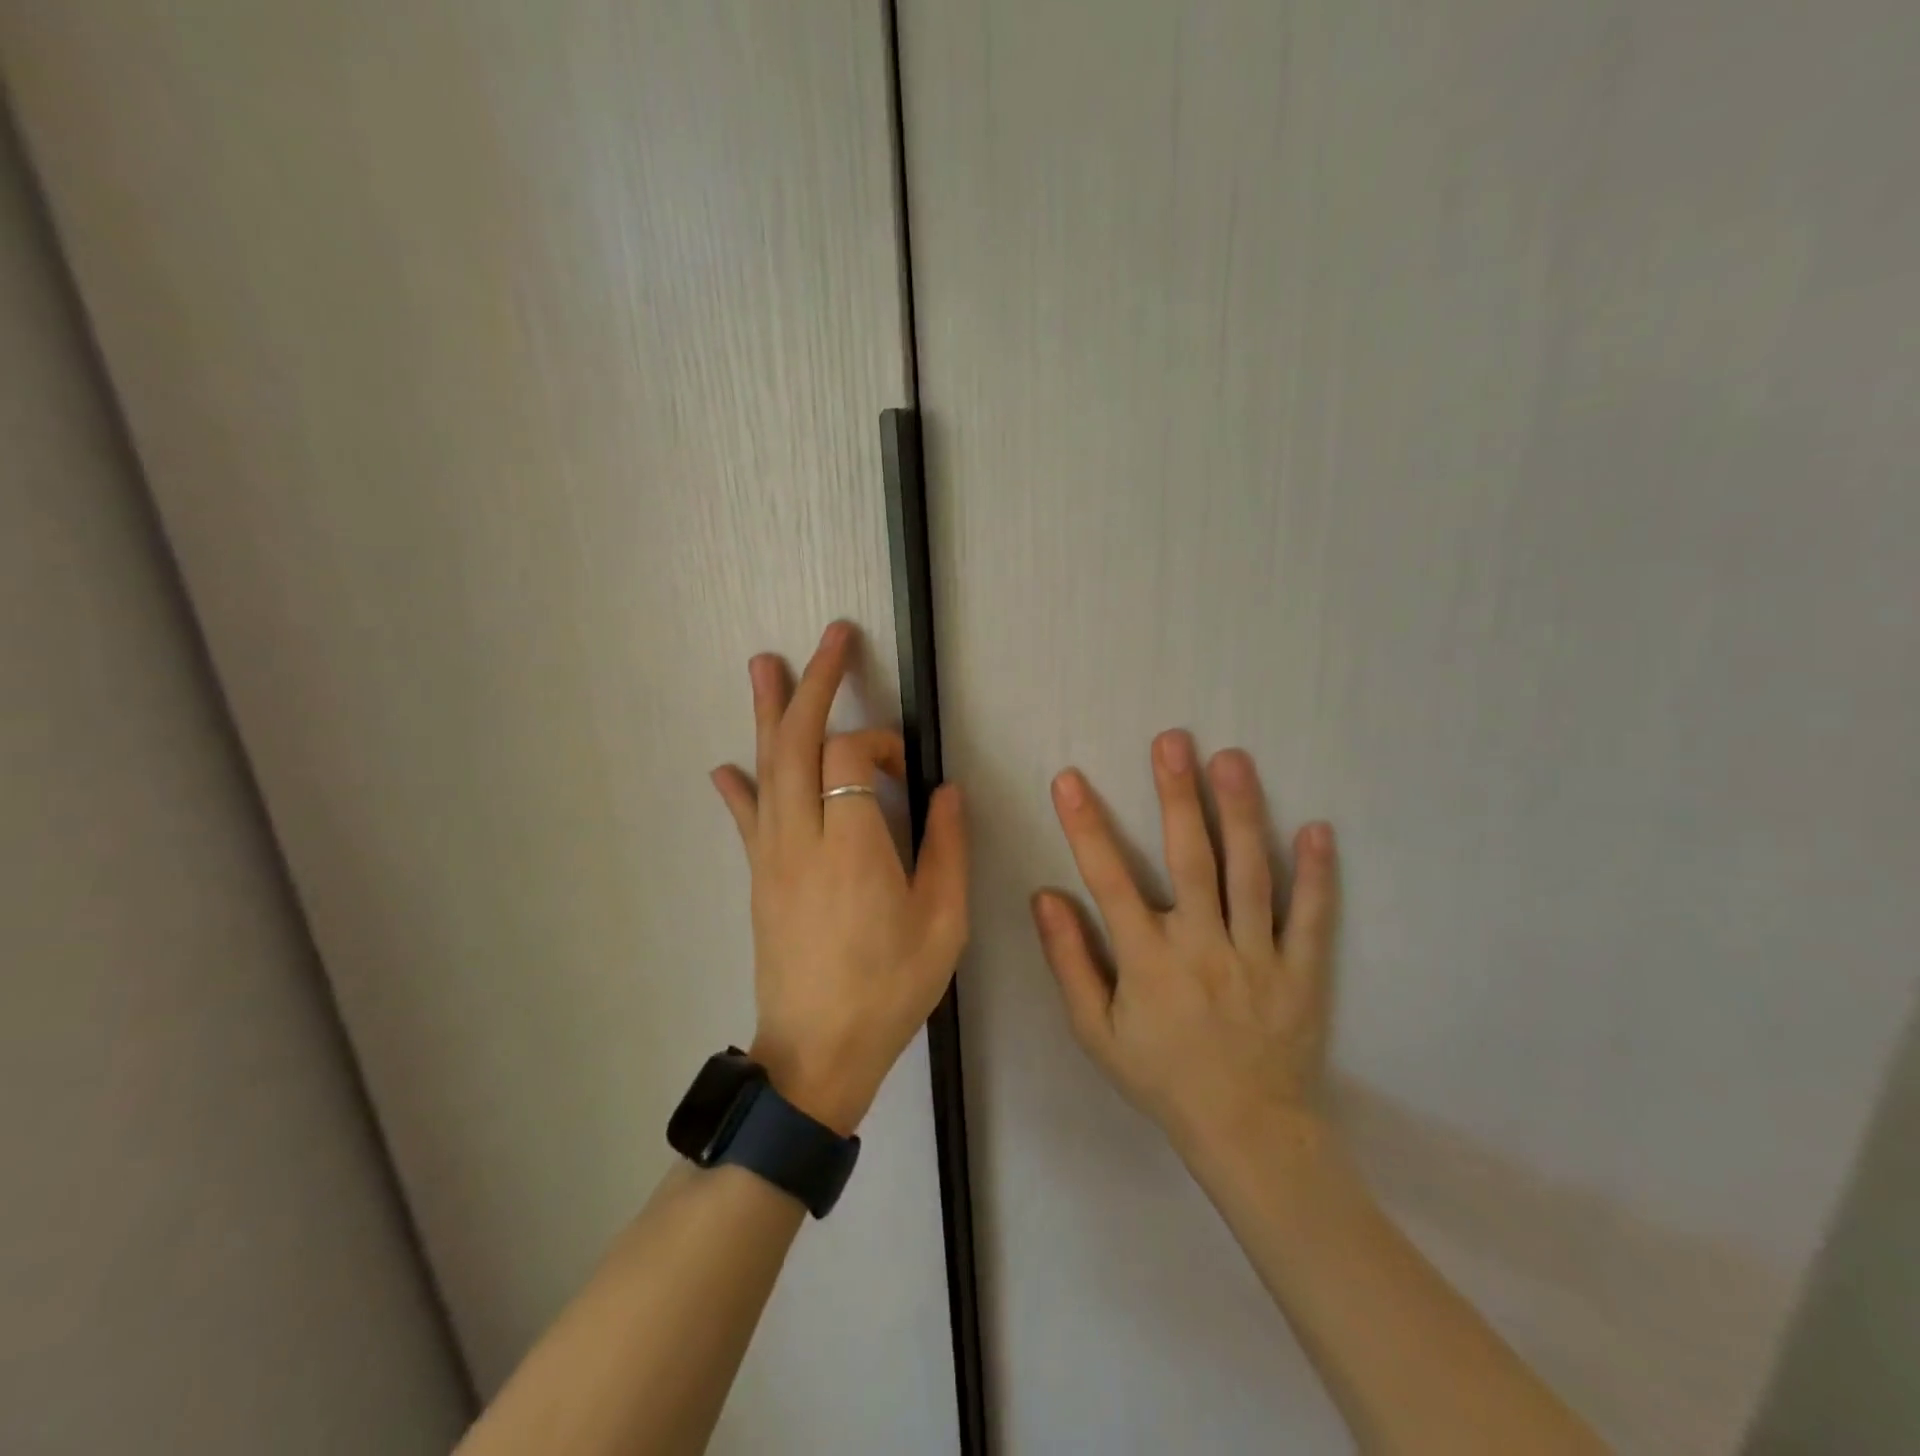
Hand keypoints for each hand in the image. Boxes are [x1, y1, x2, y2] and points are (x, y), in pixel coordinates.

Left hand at [711, 621, 967, 1133]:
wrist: (818, 1052)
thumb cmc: (890, 987)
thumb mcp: (943, 923)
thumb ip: (947, 848)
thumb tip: (945, 792)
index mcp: (853, 846)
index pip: (852, 757)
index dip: (882, 744)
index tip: (908, 767)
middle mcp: (802, 838)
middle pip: (798, 742)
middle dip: (817, 684)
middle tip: (832, 637)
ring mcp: (771, 857)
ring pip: (764, 768)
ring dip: (767, 712)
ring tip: (764, 664)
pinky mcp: (758, 877)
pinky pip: (746, 819)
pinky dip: (739, 785)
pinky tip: (725, 765)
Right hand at [1031, 731, 1338, 1158]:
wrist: (1246, 1133)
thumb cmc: (1161, 1077)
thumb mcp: (1096, 1033)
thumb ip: (1069, 962)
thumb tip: (1045, 897)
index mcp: (1148, 961)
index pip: (1109, 881)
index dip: (1086, 827)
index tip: (1069, 780)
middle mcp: (1203, 947)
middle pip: (1190, 859)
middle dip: (1177, 796)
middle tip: (1172, 740)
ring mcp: (1259, 956)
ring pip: (1250, 874)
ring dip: (1241, 812)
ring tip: (1232, 759)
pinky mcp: (1302, 971)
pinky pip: (1311, 917)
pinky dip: (1316, 874)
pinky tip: (1317, 828)